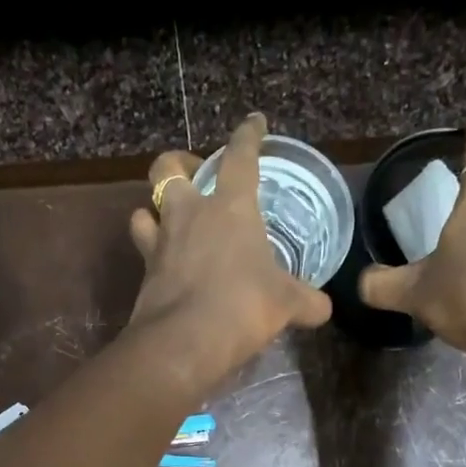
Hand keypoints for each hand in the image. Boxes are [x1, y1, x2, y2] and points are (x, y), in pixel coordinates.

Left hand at [127, 114, 332, 387]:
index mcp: (230, 208)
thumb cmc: (243, 306)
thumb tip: (323, 308)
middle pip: (167, 169)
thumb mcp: (286, 304)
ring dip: (153, 212)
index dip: (248, 136)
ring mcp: (160, 244)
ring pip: (143, 211)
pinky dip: (152, 256)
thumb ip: (305, 301)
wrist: (185, 343)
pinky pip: (143, 254)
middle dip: (177, 164)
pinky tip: (165, 268)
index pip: (240, 157)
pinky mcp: (143, 276)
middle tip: (191, 175)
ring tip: (167, 223)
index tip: (254, 123)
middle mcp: (189, 215)